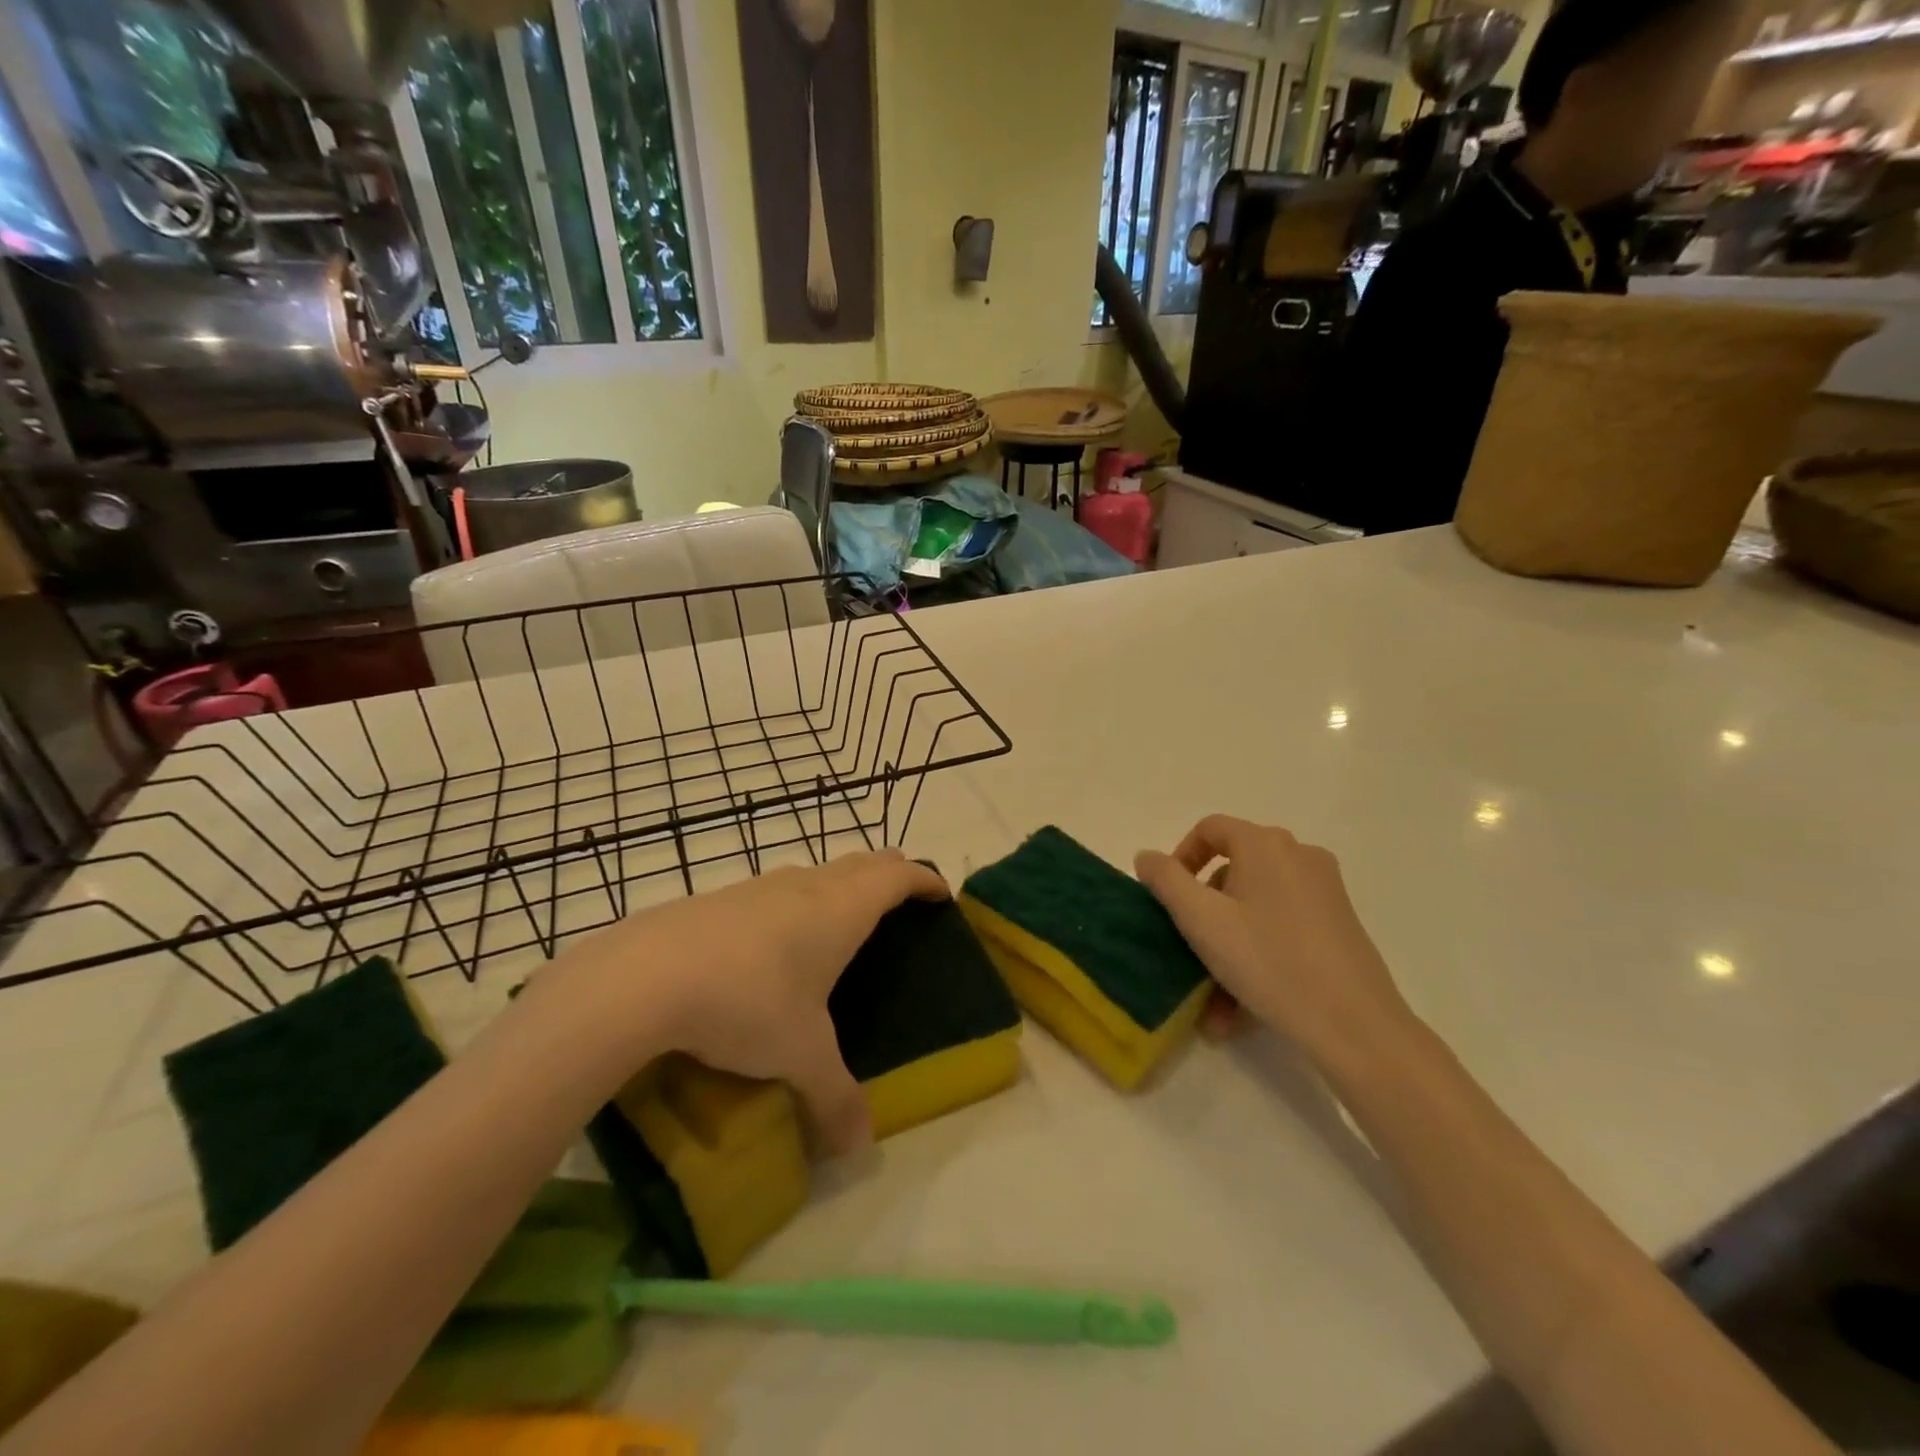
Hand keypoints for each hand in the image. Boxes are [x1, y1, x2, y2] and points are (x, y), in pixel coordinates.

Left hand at [567, 850, 947, 1154]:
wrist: (643, 977)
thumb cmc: (747, 1002)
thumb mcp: (799, 1056)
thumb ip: (834, 1098)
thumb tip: (858, 1149)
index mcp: (841, 910)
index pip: (897, 877)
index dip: (923, 879)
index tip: (939, 892)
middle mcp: (806, 887)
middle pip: (861, 862)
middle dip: (887, 874)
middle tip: (899, 899)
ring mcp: (759, 888)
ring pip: (815, 872)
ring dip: (838, 884)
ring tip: (840, 920)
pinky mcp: (719, 899)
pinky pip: (774, 891)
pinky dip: (794, 902)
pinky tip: (773, 941)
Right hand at [1135, 817, 1416, 1063]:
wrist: (1354, 1025)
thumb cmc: (1269, 961)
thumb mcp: (1201, 920)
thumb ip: (1166, 880)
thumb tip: (1147, 856)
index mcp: (1265, 845)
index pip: (1210, 829)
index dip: (1180, 857)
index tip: (1166, 898)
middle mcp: (1298, 855)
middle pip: (1232, 871)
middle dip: (1203, 914)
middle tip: (1187, 952)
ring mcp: (1324, 889)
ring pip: (1254, 907)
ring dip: (1226, 945)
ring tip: (1212, 1003)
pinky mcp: (1338, 923)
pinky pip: (1281, 926)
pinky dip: (1256, 953)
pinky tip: (1242, 1007)